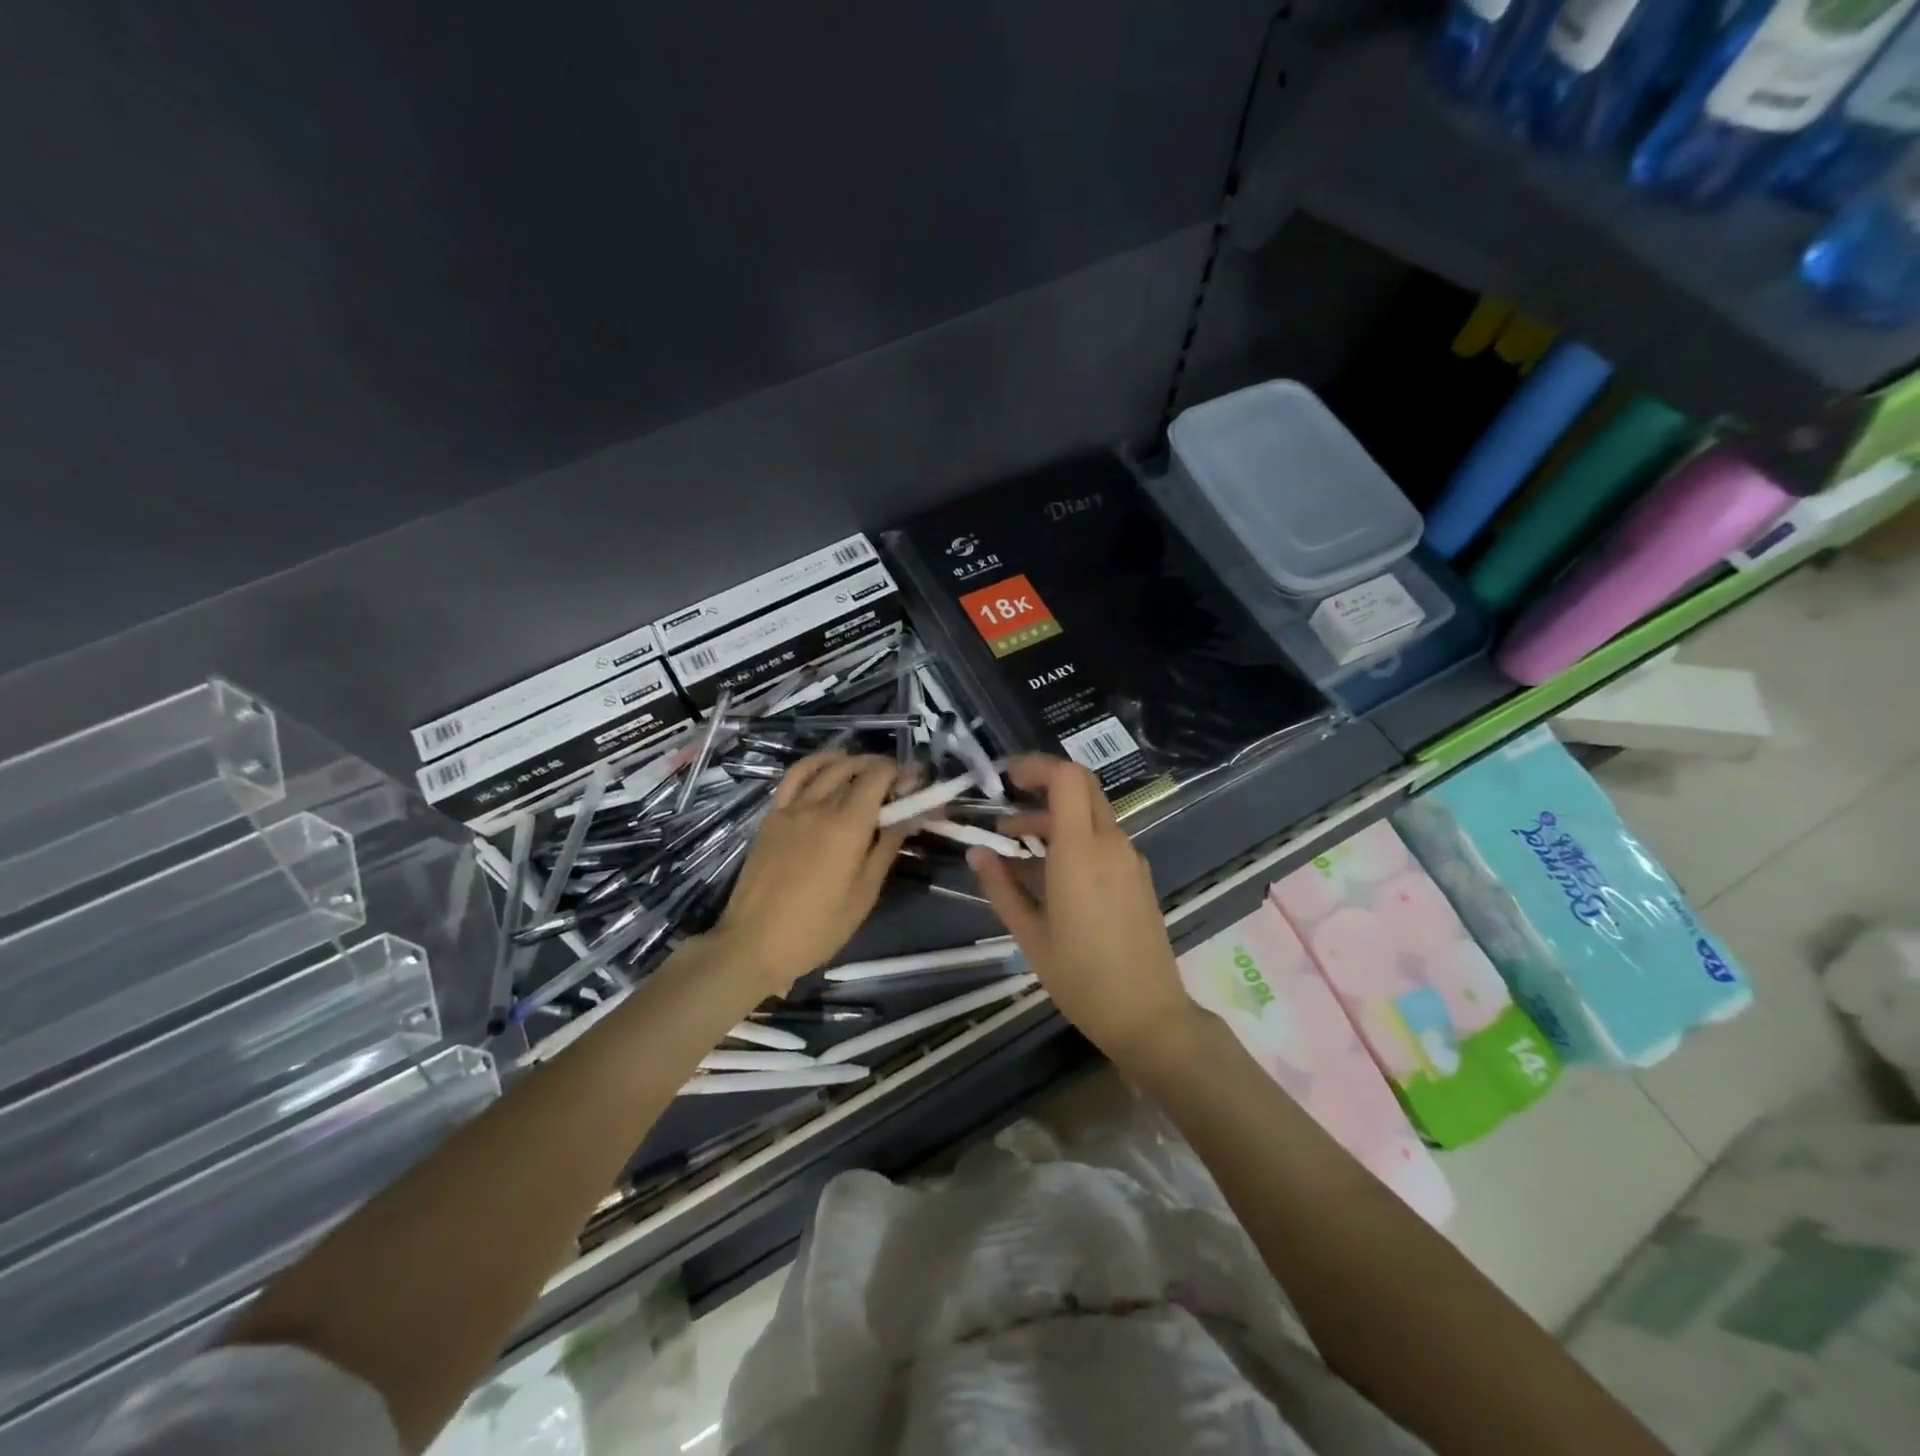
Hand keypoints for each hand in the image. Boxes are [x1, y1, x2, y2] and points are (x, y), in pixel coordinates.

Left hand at [711, 752, 909, 994]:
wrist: (754, 943)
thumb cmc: (818, 927)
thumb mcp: (865, 893)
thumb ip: (888, 846)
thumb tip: (911, 814)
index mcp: (848, 825)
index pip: (879, 777)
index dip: (902, 773)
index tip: (916, 784)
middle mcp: (820, 806)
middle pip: (856, 769)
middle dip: (883, 769)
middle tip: (899, 785)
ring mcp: (791, 808)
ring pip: (827, 768)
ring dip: (853, 762)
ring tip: (869, 771)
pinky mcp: (772, 817)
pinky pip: (794, 777)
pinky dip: (816, 764)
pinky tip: (829, 767)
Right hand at [968, 755, 1197, 1066]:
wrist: (1148, 1016)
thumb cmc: (1081, 977)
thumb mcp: (1030, 935)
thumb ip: (1001, 887)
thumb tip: (977, 853)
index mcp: (1082, 851)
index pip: (1067, 778)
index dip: (1036, 766)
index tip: (1006, 779)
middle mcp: (1111, 844)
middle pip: (1082, 787)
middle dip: (1043, 787)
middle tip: (1007, 806)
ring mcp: (1130, 860)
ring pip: (1092, 815)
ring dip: (1054, 819)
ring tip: (1016, 848)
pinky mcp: (1139, 877)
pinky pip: (1104, 841)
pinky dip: (1074, 839)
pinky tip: (1050, 874)